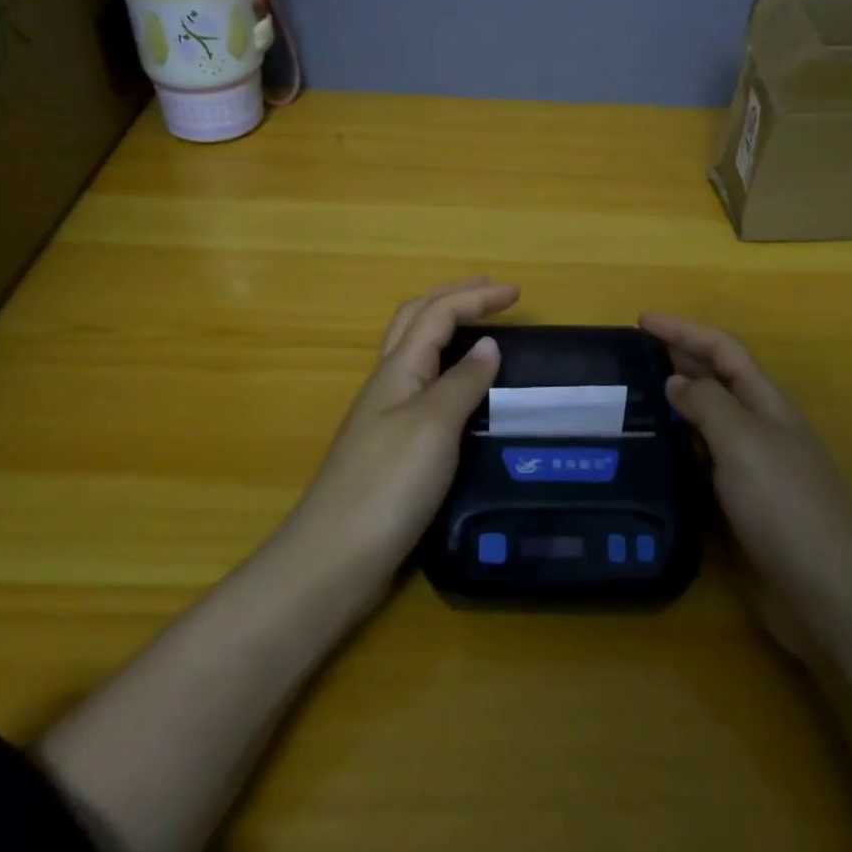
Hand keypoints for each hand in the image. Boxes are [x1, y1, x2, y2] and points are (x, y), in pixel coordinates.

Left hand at [287, 277, 518, 589]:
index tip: (517, 293)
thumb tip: (489, 346)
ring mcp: (384, 415)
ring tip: (481, 328)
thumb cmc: (387, 485)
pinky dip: (445, 367)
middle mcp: (387, 383)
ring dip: (446, 327)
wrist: (334, 558)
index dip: (475, 296)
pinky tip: (461, 389)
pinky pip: (421, 386)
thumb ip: (462, 383)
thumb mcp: (433, 426)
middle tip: (494, 293)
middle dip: (456, 298)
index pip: (437, 313)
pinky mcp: (390, 446)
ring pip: (415, 351)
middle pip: (417, 320)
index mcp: (397, 369)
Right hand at [638, 313, 851, 642]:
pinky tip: (656, 454)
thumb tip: (676, 381)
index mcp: (768, 404)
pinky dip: (680, 447)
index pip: (723, 349)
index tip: (642, 321)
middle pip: (718, 380)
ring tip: (635, 398)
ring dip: (677, 403)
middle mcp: (762, 429)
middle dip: (679, 358)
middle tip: (632, 354)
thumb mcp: (743, 441)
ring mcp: (755, 469)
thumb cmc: (786, 507)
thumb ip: (707, 404)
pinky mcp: (743, 507)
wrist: (829, 597)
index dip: (684, 330)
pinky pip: (704, 462)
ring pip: (709, 421)